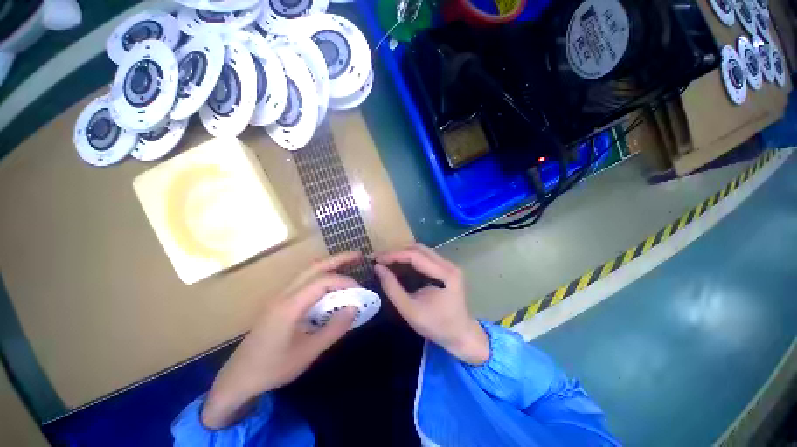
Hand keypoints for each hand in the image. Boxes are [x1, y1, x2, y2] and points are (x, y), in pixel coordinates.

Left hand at [202, 252, 360, 428]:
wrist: (237, 379)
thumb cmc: (272, 368)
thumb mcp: (308, 353)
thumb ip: (334, 329)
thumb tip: (354, 308)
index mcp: (290, 305)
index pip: (323, 281)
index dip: (345, 282)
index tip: (360, 292)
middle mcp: (284, 294)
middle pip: (314, 267)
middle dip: (338, 259)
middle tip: (358, 257)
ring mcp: (280, 296)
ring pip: (308, 271)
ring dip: (329, 265)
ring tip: (348, 264)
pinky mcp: (280, 302)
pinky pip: (304, 281)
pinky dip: (321, 276)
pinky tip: (330, 285)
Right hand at [374, 244, 488, 365]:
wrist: (461, 335)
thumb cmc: (437, 326)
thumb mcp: (410, 311)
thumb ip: (393, 289)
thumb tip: (378, 268)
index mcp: (445, 274)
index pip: (416, 256)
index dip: (394, 255)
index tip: (376, 259)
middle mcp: (449, 264)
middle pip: (418, 249)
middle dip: (397, 252)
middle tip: (379, 259)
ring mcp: (449, 265)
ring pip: (421, 251)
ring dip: (402, 253)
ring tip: (386, 260)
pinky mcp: (446, 268)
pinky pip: (425, 257)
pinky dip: (409, 258)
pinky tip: (399, 264)